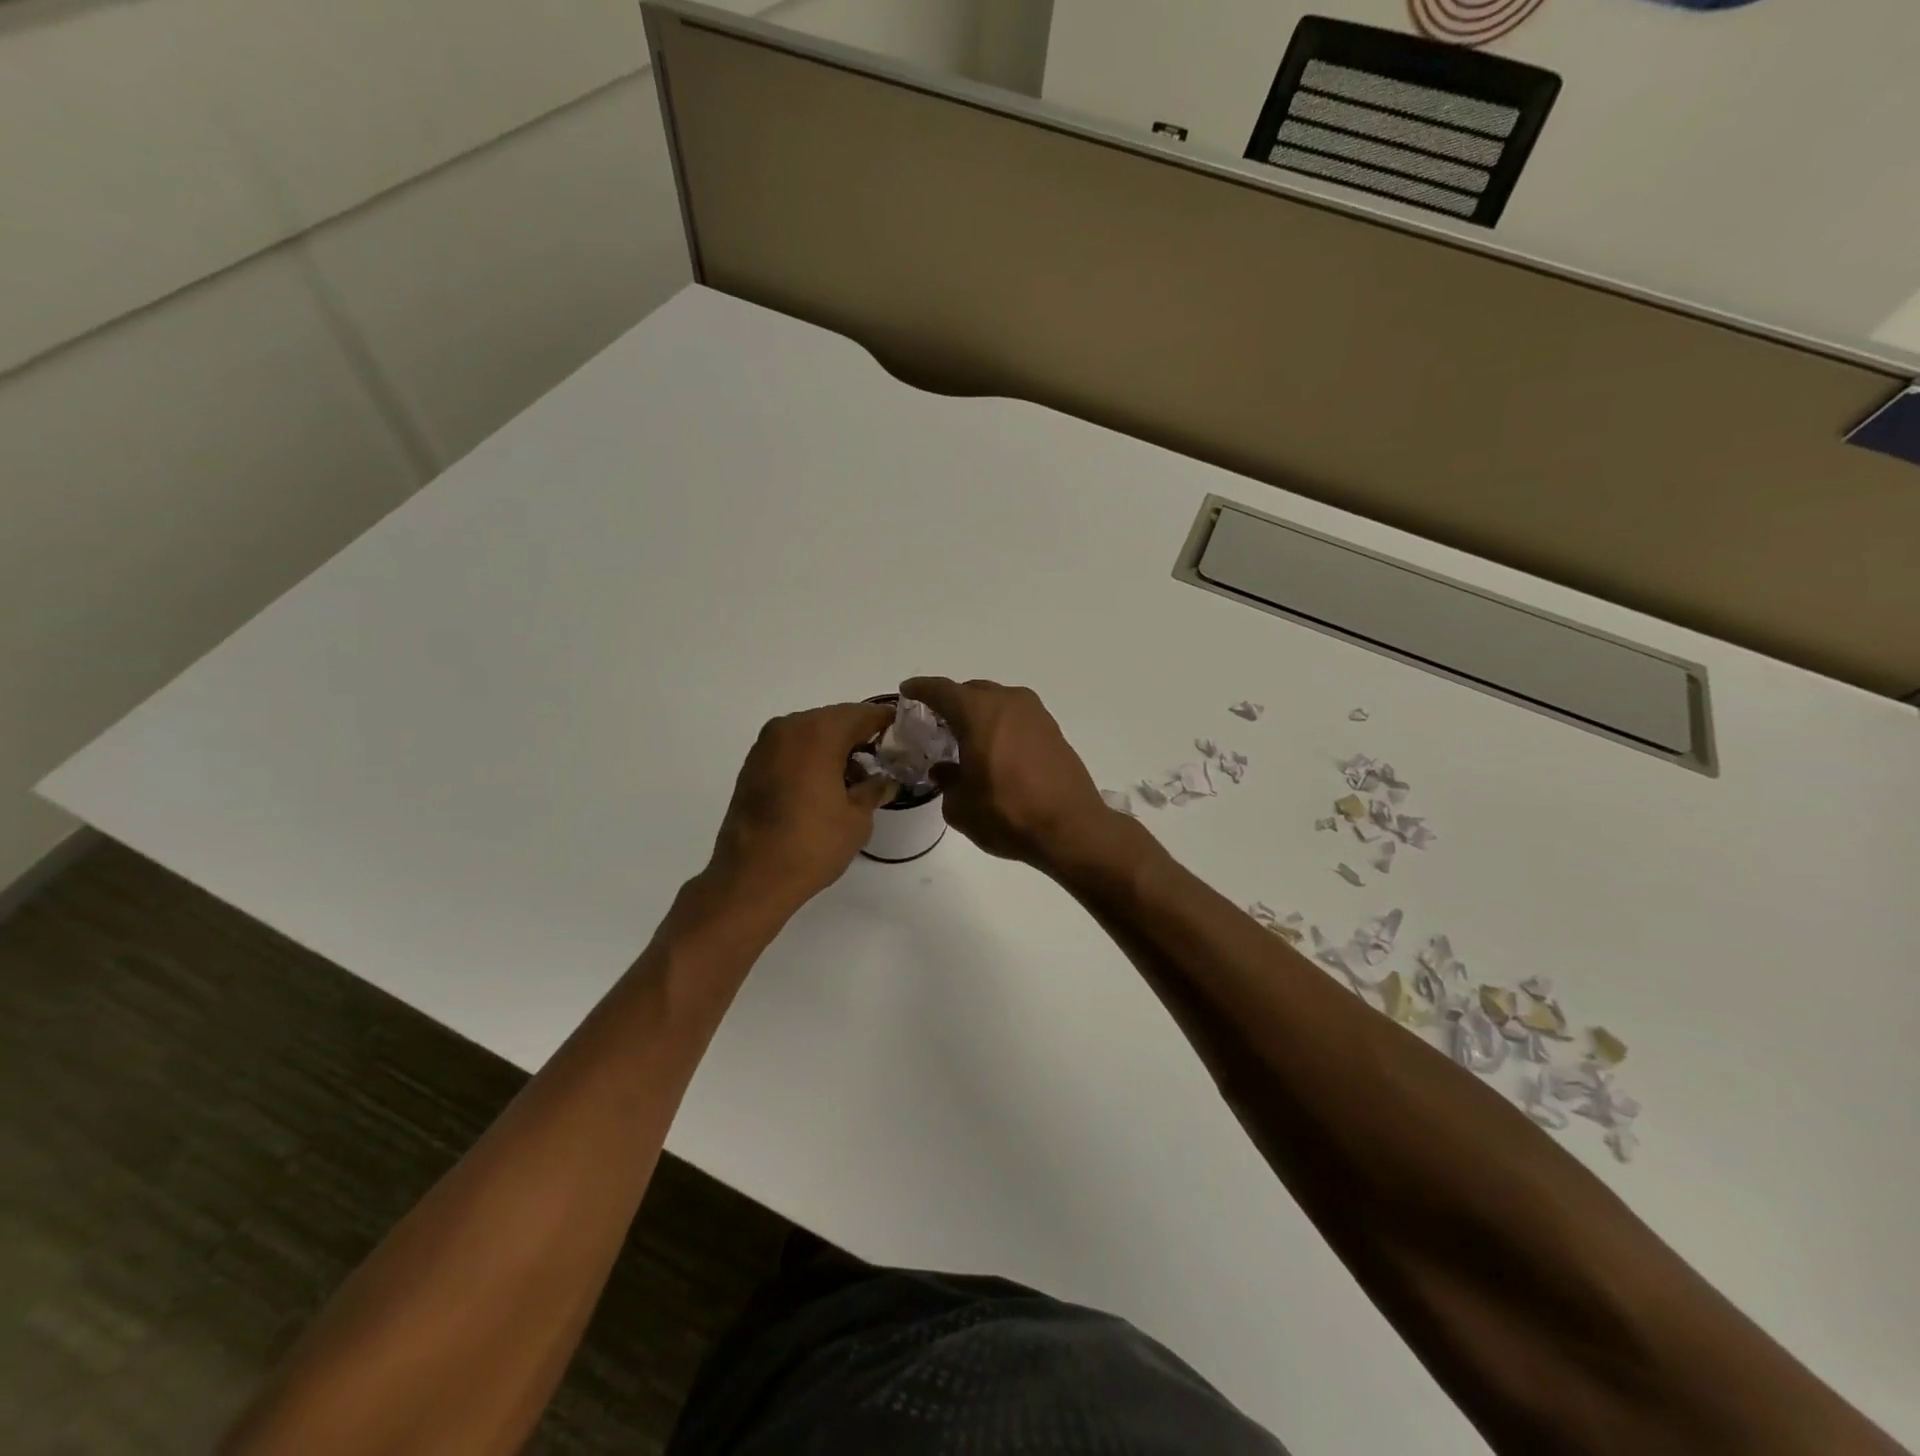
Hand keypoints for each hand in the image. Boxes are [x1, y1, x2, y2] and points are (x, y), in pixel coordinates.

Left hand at [706, 702, 895, 910]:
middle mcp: (789, 728)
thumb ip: (874, 789)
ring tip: (857, 778)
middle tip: (884, 758)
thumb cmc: (812, 844)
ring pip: (811, 734)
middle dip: (860, 736)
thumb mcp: (857, 818)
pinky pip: (792, 750)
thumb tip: (884, 781)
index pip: (862, 714)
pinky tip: (827, 785)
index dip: (886, 722)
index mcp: (818, 732)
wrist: (751, 877)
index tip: (905, 734)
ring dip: (835, 748)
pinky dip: (812, 758)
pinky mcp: (752, 766)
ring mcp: (766, 746)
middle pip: (834, 720)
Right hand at [900, 677, 1114, 869]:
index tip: (908, 691)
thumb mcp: (961, 806)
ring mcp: (1035, 714)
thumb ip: (947, 781)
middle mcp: (1008, 702)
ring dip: (980, 713)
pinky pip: (1017, 717)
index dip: (921, 689)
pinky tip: (996, 749)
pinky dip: (1001, 725)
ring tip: (967, 737)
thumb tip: (945, 770)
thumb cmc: (1007, 814)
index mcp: (978, 712)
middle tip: (937, 722)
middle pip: (971, 691)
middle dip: (952, 702)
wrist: (1071, 828)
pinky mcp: (1053, 730)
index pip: (941, 690)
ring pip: (998, 702)